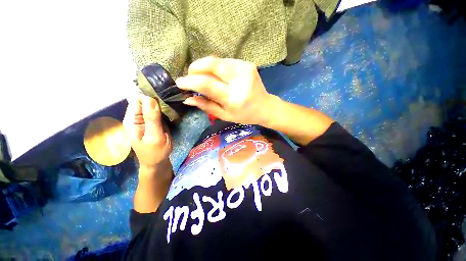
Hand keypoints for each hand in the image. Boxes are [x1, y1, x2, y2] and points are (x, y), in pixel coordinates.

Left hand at [123, 93, 171, 169]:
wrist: (158, 161)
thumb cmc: (155, 152)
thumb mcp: (154, 136)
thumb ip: (152, 119)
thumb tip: (150, 98)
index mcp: (132, 120)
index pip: (137, 99)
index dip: (149, 96)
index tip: (163, 98)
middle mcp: (136, 117)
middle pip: (145, 100)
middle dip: (157, 99)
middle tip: (170, 103)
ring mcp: (145, 118)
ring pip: (152, 104)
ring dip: (162, 103)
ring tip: (172, 105)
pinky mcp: (153, 121)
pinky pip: (158, 110)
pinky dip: (164, 108)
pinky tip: (171, 110)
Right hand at [175, 57, 277, 125]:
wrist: (265, 106)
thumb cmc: (245, 115)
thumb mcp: (225, 116)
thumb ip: (206, 106)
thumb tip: (187, 99)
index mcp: (233, 98)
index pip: (207, 84)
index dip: (190, 81)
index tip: (180, 83)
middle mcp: (239, 80)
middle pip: (211, 64)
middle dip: (195, 69)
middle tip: (191, 77)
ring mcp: (244, 69)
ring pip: (216, 61)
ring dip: (205, 68)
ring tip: (203, 78)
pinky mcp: (247, 64)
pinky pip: (225, 61)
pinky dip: (216, 67)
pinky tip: (217, 76)